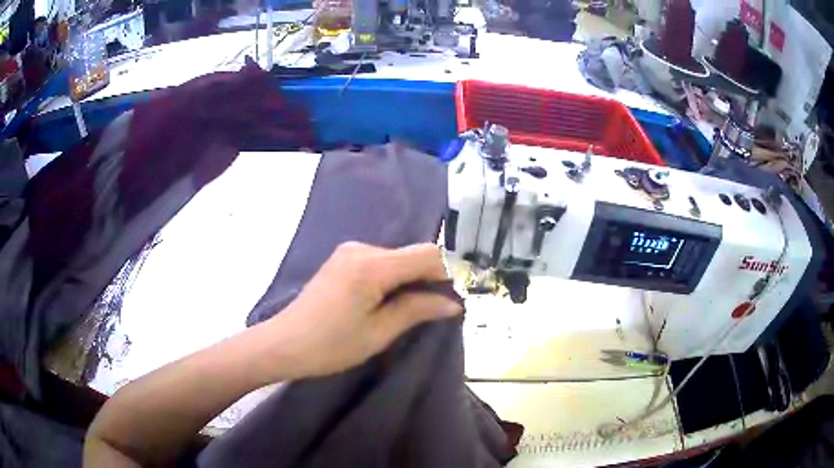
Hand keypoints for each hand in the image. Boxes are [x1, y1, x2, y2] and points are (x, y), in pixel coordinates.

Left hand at [263, 242, 462, 380]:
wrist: (285, 344)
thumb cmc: (331, 345)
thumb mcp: (379, 332)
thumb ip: (417, 310)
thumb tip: (453, 303)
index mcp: (371, 265)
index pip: (426, 255)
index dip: (445, 275)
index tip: (449, 301)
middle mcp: (361, 249)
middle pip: (411, 254)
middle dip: (427, 279)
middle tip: (431, 312)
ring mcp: (349, 251)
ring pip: (397, 258)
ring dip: (409, 280)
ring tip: (407, 311)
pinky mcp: (342, 259)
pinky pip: (380, 262)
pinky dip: (392, 278)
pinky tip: (385, 301)